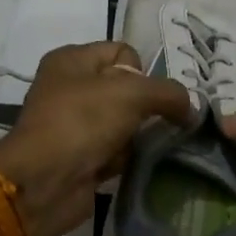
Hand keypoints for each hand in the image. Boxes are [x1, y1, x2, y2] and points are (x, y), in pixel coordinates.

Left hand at [0, 42, 194, 235]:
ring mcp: (73, 124)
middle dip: (146, 106)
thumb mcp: (132, 93)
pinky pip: (115, 150)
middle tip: (159, 122)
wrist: (43, 183)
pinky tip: (135, 165)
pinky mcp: (80, 156)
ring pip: (123, 121)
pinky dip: (128, 157)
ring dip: (139, 135)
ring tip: (147, 146)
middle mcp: (70, 87)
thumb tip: (191, 108)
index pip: (123, 51)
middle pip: (126, 88)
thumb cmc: (82, 122)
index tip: (147, 95)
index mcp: (72, 60)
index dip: (142, 71)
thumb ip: (169, 93)